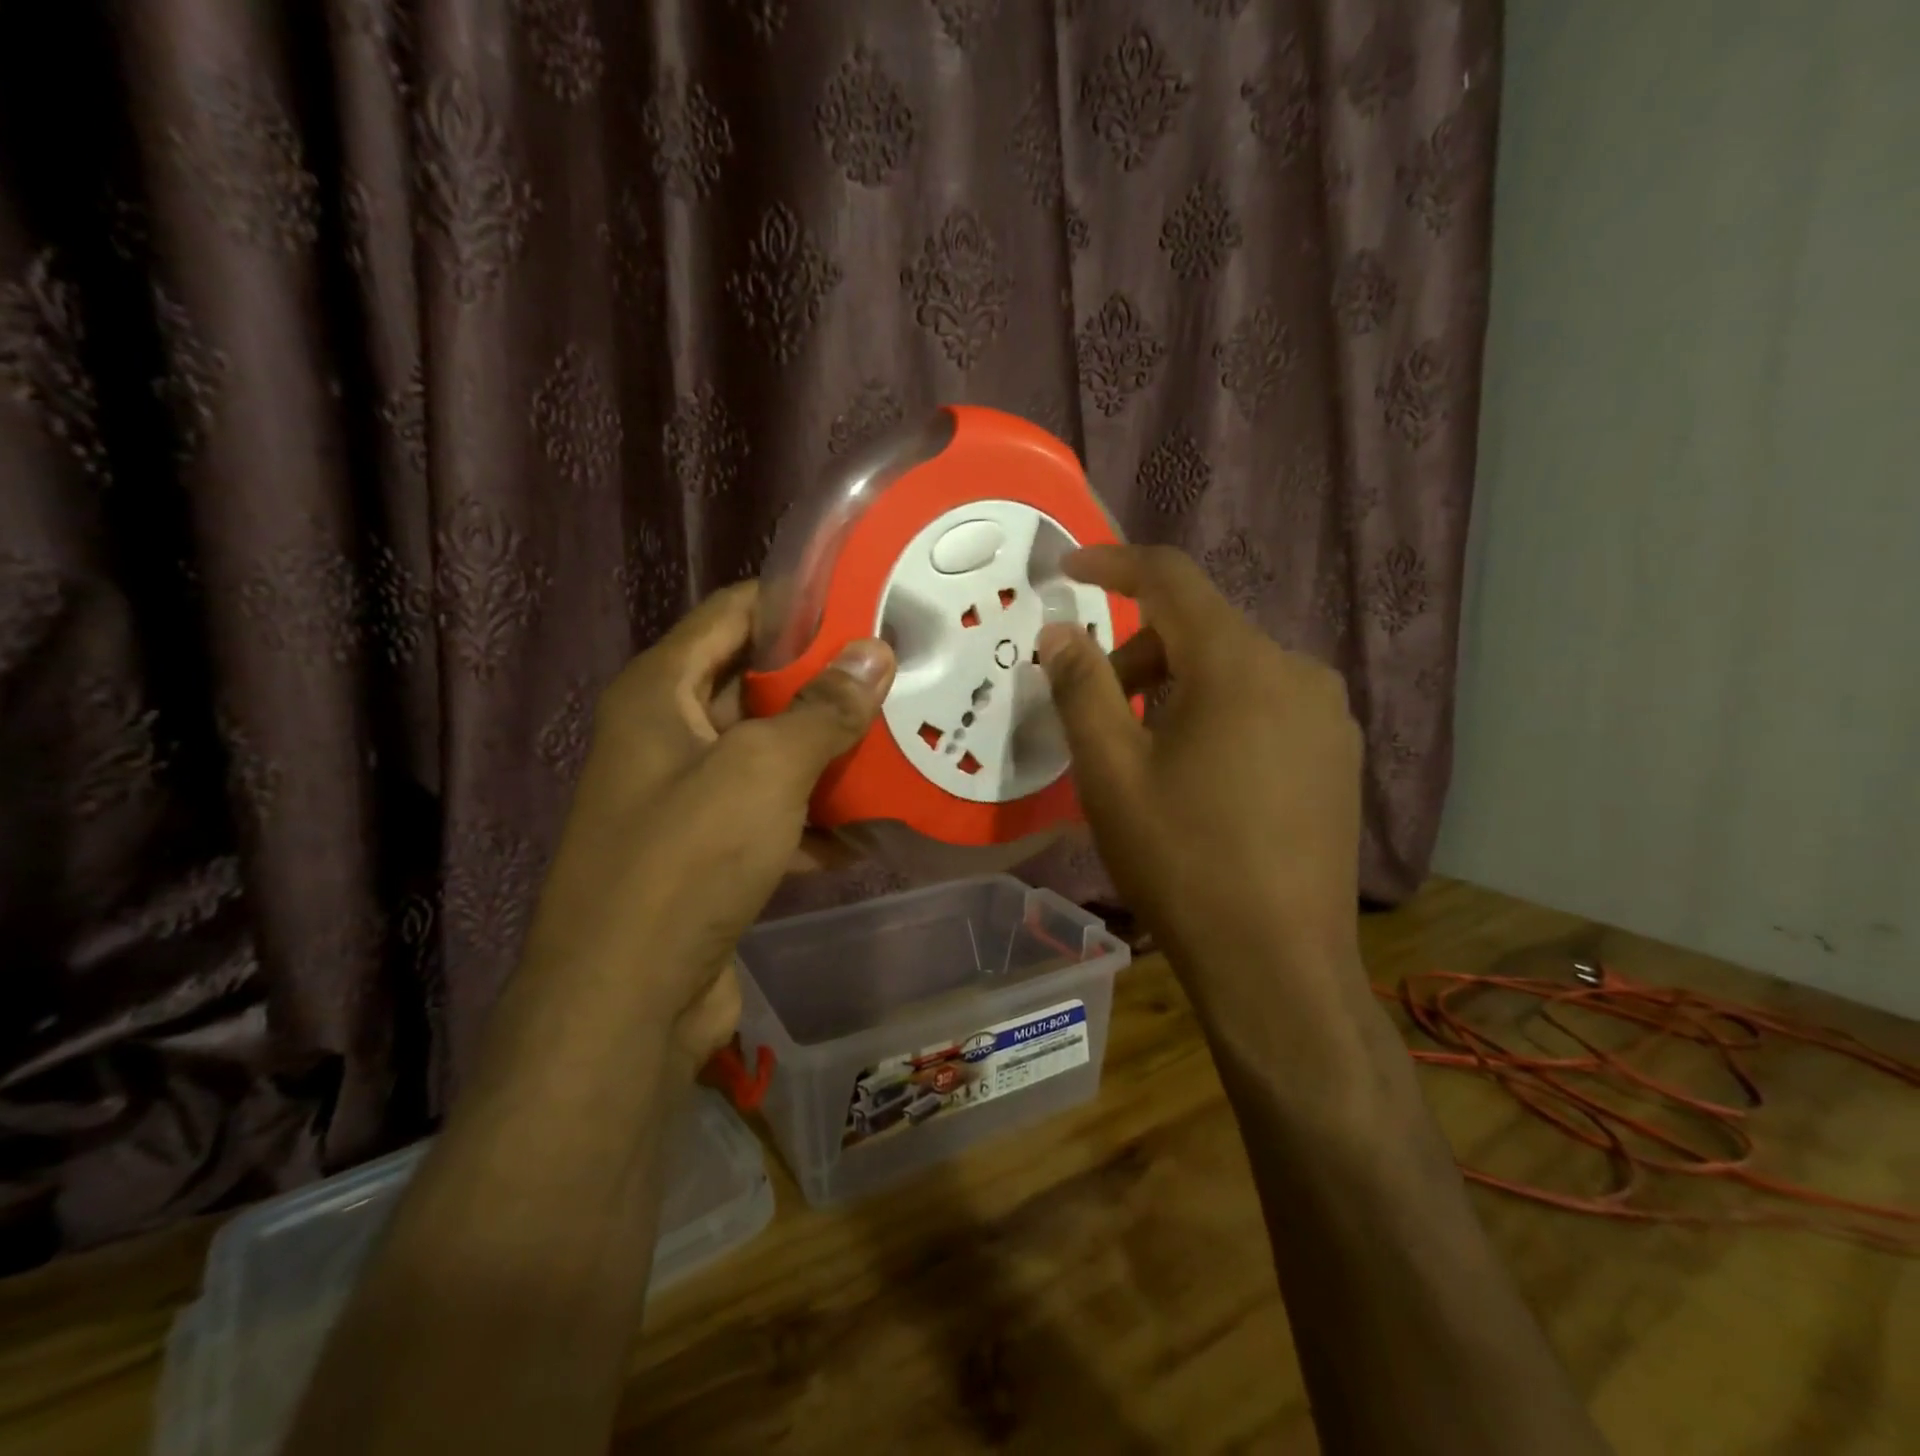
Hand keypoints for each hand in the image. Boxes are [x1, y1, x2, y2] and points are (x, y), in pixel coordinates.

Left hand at [516, 583, 895, 1069]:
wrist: (625, 1003)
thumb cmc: (686, 861)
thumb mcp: (764, 769)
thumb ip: (823, 709)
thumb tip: (874, 654)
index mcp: (660, 692)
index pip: (733, 614)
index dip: (797, 602)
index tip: (866, 602)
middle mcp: (665, 734)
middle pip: (755, 685)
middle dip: (825, 684)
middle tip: (898, 676)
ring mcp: (685, 798)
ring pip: (769, 755)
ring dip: (827, 756)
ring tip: (899, 744)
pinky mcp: (707, 853)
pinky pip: (770, 815)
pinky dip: (813, 820)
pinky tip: (868, 831)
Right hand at [1036, 545, 1364, 1014]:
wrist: (1276, 964)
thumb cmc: (1182, 860)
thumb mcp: (1111, 772)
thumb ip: (1081, 687)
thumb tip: (1058, 632)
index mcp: (1241, 664)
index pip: (1172, 579)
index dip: (1115, 563)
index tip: (1069, 568)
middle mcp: (1297, 672)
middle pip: (1202, 630)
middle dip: (1138, 653)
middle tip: (1096, 708)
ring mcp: (1328, 716)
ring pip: (1234, 670)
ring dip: (1177, 687)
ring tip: (1144, 751)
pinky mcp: (1338, 756)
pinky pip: (1265, 705)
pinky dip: (1217, 713)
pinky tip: (1199, 774)